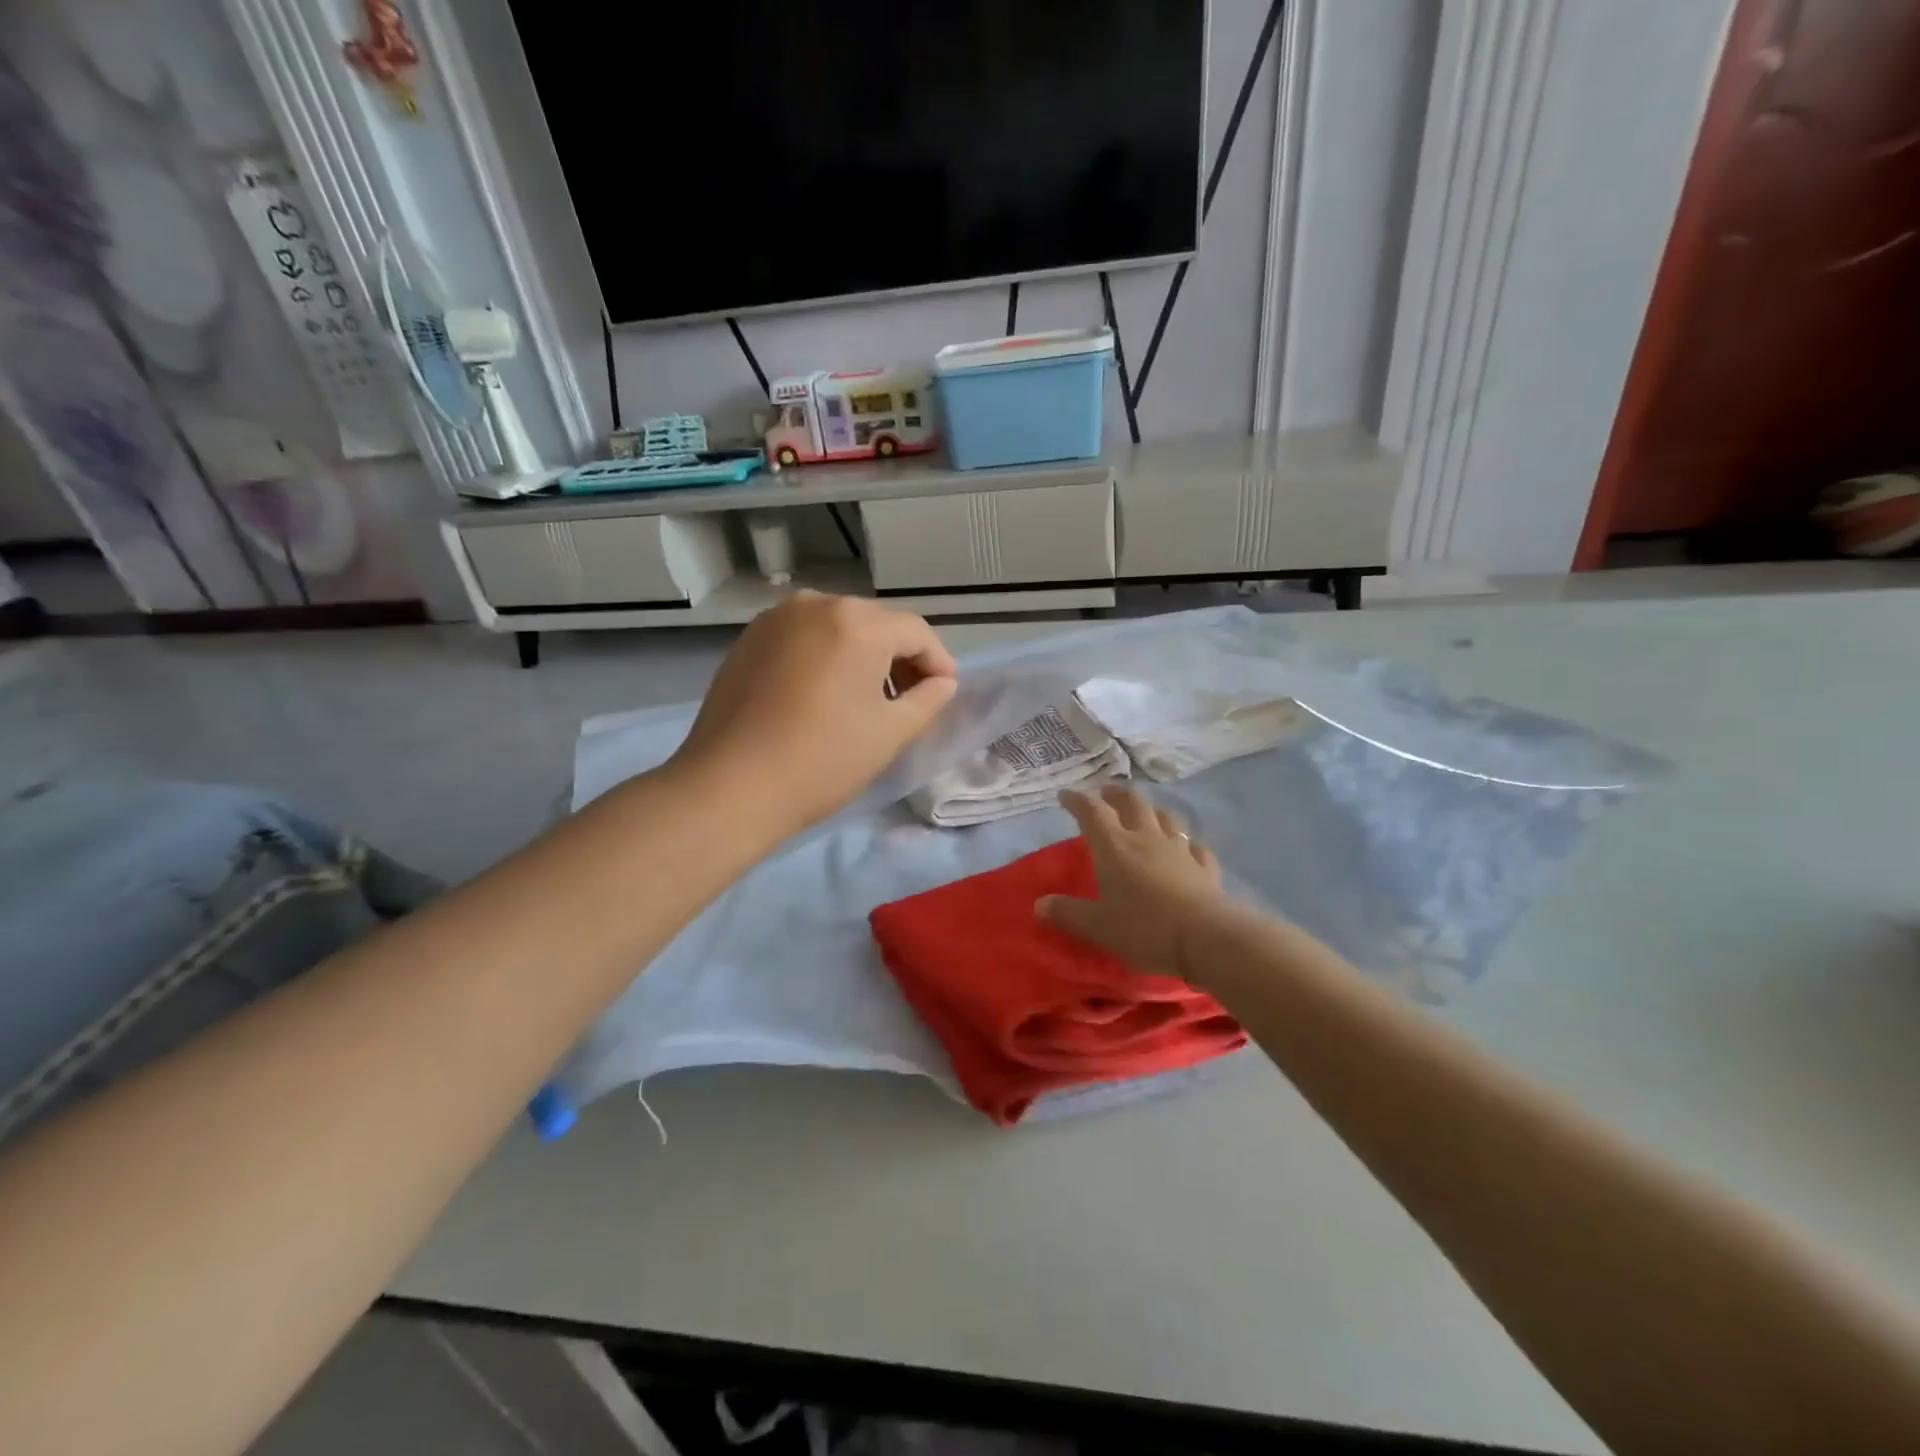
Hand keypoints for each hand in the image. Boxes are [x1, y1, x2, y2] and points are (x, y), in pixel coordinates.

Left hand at [671, 591, 957, 837]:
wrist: (729, 788)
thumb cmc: (822, 760)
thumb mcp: (890, 732)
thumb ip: (929, 699)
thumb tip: (941, 682)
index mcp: (856, 621)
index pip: (916, 632)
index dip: (938, 663)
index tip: (946, 694)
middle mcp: (815, 604)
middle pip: (876, 624)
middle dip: (900, 658)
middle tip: (910, 700)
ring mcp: (775, 619)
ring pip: (838, 629)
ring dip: (863, 657)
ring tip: (867, 701)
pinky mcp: (748, 640)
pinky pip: (804, 639)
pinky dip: (826, 658)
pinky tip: (824, 696)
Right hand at [1037, 784, 1234, 984]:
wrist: (1206, 939)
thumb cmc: (1144, 929)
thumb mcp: (1097, 926)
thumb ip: (1068, 913)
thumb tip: (1039, 904)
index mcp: (1115, 847)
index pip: (1092, 812)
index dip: (1077, 800)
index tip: (1066, 795)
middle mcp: (1147, 839)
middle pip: (1133, 803)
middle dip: (1117, 794)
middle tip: (1107, 792)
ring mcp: (1180, 850)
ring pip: (1166, 818)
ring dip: (1153, 810)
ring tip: (1146, 812)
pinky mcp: (1205, 868)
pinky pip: (1195, 847)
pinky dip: (1186, 843)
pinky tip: (1186, 848)